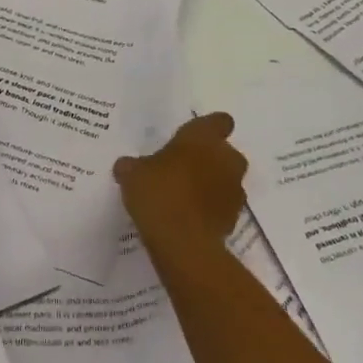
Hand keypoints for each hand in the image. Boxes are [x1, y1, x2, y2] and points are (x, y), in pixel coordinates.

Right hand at [114, 113, 248, 259]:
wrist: (182, 242)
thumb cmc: (158, 193)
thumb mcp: (132, 174)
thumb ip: (132, 166)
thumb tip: (126, 166)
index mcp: (203, 137)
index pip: (218, 121)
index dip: (207, 129)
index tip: (190, 139)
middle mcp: (227, 158)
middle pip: (224, 153)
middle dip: (207, 160)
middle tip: (180, 170)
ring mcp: (235, 189)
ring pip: (225, 180)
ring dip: (210, 185)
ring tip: (182, 198)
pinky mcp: (235, 218)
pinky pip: (222, 206)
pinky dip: (210, 210)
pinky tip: (187, 219)